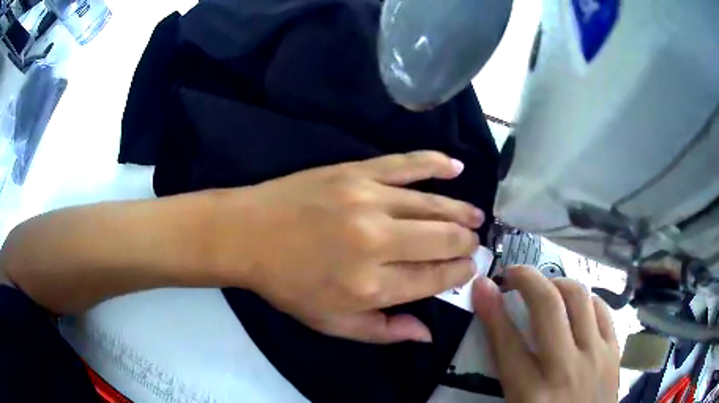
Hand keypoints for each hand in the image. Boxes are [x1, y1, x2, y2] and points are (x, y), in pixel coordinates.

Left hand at [215, 151, 483, 343]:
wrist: (247, 234)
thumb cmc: (287, 285)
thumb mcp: (331, 323)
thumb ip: (382, 332)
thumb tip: (427, 333)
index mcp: (371, 286)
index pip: (434, 278)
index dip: (458, 274)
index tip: (469, 269)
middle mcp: (377, 242)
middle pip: (442, 240)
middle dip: (466, 244)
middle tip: (474, 244)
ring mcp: (368, 200)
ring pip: (433, 205)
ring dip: (461, 212)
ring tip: (476, 217)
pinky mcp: (356, 172)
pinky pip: (406, 164)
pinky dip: (435, 163)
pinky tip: (456, 167)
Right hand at [472, 266, 619, 402]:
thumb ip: (508, 376)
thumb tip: (498, 335)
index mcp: (531, 395)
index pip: (508, 343)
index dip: (491, 310)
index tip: (482, 286)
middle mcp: (566, 369)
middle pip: (548, 307)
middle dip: (527, 280)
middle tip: (513, 274)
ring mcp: (596, 356)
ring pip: (579, 299)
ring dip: (558, 283)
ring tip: (546, 287)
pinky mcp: (614, 352)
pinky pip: (602, 309)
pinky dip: (586, 299)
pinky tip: (578, 305)